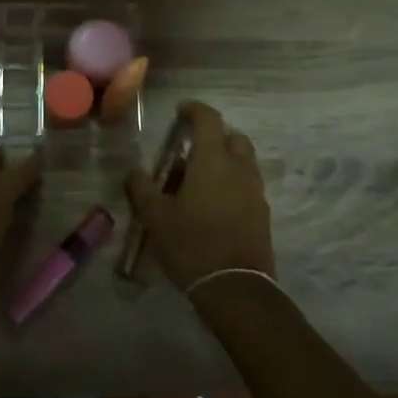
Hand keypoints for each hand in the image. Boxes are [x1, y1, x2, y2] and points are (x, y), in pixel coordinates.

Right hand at [123, 101, 273, 292]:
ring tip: (200, 180)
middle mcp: (239, 168)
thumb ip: (141, 187)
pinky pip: (248, 186)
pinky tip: (214, 205)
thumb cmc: (191, 243)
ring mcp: (256, 191)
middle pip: (233, 138)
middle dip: (214, 136)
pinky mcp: (263, 214)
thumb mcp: (155, 216)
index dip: (194, 110)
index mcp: (213, 160)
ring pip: (244, 162)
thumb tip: (133, 170)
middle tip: (191, 150)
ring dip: (225, 161)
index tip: (180, 112)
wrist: (235, 288)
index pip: (209, 119)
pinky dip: (233, 184)